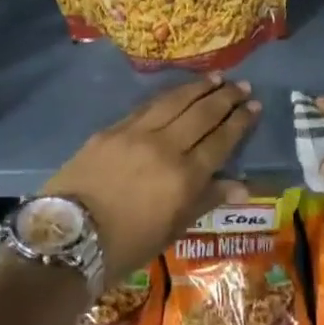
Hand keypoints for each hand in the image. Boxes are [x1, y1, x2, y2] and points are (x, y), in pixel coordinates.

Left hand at [45, 76, 258, 288]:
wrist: (68, 239)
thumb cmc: (126, 246)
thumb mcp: (172, 230)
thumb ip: (206, 200)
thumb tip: (242, 186)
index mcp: (185, 177)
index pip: (221, 140)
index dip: (240, 122)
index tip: (255, 106)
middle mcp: (165, 147)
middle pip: (202, 114)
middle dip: (225, 98)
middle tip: (242, 85)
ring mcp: (136, 134)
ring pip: (175, 102)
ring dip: (199, 88)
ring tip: (217, 78)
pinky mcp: (111, 129)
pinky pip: (146, 107)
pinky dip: (167, 96)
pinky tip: (178, 91)